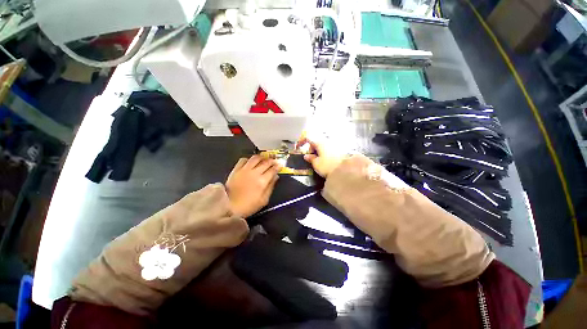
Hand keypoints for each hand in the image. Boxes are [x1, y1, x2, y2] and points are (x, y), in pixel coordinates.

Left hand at [226, 155, 280, 217]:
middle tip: (274, 161)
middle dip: (272, 161)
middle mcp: (254, 173)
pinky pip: (243, 160)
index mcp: (262, 181)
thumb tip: (276, 177)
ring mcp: (244, 170)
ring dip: (261, 157)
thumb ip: (271, 187)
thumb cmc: (248, 206)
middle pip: (266, 162)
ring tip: (264, 159)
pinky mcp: (236, 169)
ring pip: (255, 158)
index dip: (278, 166)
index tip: (280, 165)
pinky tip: (250, 162)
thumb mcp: (263, 200)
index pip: (273, 170)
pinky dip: (248, 159)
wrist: (228, 206)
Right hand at [296, 138, 345, 177]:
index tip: (298, 147)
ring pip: (322, 145)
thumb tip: (306, 156)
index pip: (308, 138)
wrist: (345, 170)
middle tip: (310, 158)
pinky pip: (328, 148)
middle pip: (315, 141)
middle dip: (311, 148)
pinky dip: (324, 152)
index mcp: (320, 143)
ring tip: (318, 160)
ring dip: (318, 151)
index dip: (301, 141)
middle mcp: (327, 141)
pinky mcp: (339, 150)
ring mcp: (334, 145)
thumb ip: (310, 159)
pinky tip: (326, 160)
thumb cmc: (328, 166)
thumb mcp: (316, 164)